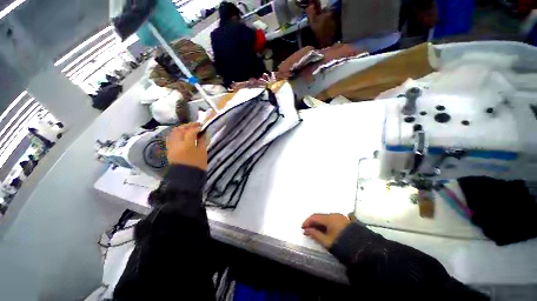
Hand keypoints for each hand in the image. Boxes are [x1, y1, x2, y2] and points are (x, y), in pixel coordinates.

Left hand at [166, 123, 207, 170]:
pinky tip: (182, 136)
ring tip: (189, 129)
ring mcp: (171, 147)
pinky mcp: (169, 150)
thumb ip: (202, 142)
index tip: (203, 127)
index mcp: (187, 145)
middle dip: (188, 125)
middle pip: (179, 130)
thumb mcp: (203, 153)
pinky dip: (177, 134)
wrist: (185, 178)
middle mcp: (177, 144)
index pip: (191, 131)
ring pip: (173, 133)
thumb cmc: (197, 166)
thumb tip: (203, 134)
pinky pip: (171, 138)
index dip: (197, 128)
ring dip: (181, 129)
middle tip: (196, 125)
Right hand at [302, 213, 350, 248]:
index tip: (302, 228)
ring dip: (319, 224)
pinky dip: (326, 224)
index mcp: (330, 218)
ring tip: (315, 231)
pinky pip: (332, 220)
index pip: (314, 217)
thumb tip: (306, 230)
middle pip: (320, 216)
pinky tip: (324, 230)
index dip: (307, 222)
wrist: (364, 250)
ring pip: (326, 218)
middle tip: (307, 230)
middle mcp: (335, 215)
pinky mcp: (345, 221)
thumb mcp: (327, 242)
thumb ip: (315, 234)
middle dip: (312, 223)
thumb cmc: (343, 245)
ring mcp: (341, 217)